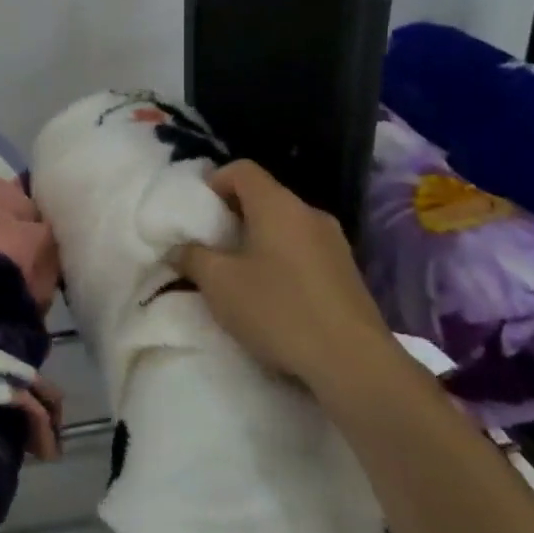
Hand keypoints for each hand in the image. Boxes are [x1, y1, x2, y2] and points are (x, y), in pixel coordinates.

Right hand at [177, 161, 394, 388]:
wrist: (353, 363)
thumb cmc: (278, 310)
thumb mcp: (219, 284)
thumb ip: (192, 257)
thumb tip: (180, 248)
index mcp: (277, 205)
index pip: (242, 169)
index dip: (214, 181)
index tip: (199, 213)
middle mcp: (309, 213)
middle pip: (265, 197)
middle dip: (234, 216)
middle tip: (212, 246)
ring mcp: (335, 243)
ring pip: (286, 226)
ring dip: (259, 241)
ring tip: (240, 275)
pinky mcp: (348, 273)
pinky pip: (305, 251)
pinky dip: (283, 261)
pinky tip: (274, 297)